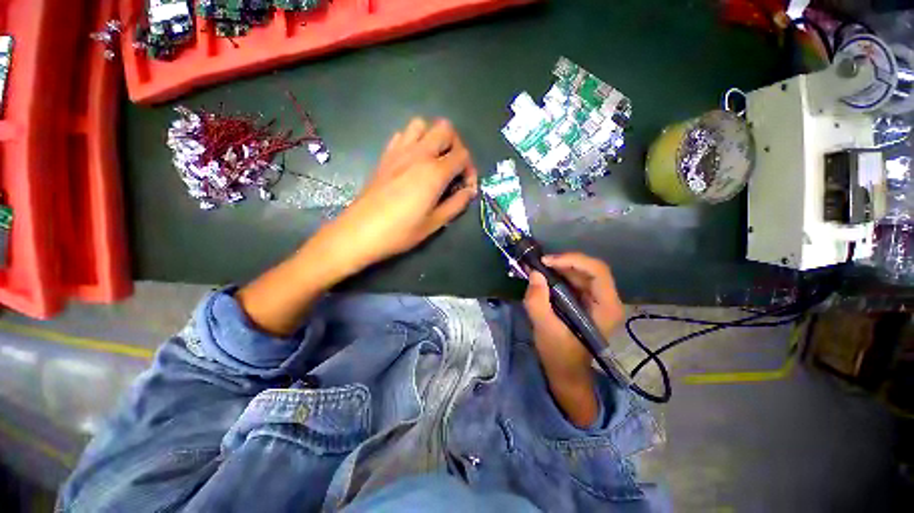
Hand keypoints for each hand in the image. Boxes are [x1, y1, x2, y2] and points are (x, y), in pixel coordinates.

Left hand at [237, 118, 476, 336]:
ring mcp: (399, 151)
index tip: (466, 188)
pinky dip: (414, 141)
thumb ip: (456, 204)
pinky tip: (414, 162)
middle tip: (454, 169)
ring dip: (433, 138)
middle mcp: (419, 154)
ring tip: (434, 161)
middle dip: (456, 146)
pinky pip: (402, 135)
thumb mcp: (435, 223)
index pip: (463, 156)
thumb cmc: (400, 231)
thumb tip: (468, 192)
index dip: (470, 170)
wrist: (360, 232)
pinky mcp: (385, 156)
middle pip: (445, 129)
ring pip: (422, 124)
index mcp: (434, 172)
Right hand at [524, 253, 623, 382]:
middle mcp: (607, 300)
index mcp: (606, 308)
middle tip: (539, 264)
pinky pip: (575, 280)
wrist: (566, 372)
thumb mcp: (545, 329)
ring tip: (538, 267)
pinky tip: (544, 276)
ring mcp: (598, 300)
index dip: (572, 260)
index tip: (546, 262)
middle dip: (564, 262)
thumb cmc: (559, 354)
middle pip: (590, 269)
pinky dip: (559, 274)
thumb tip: (534, 273)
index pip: (597, 271)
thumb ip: (538, 301)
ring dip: (560, 266)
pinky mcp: (587, 301)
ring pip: (582, 272)